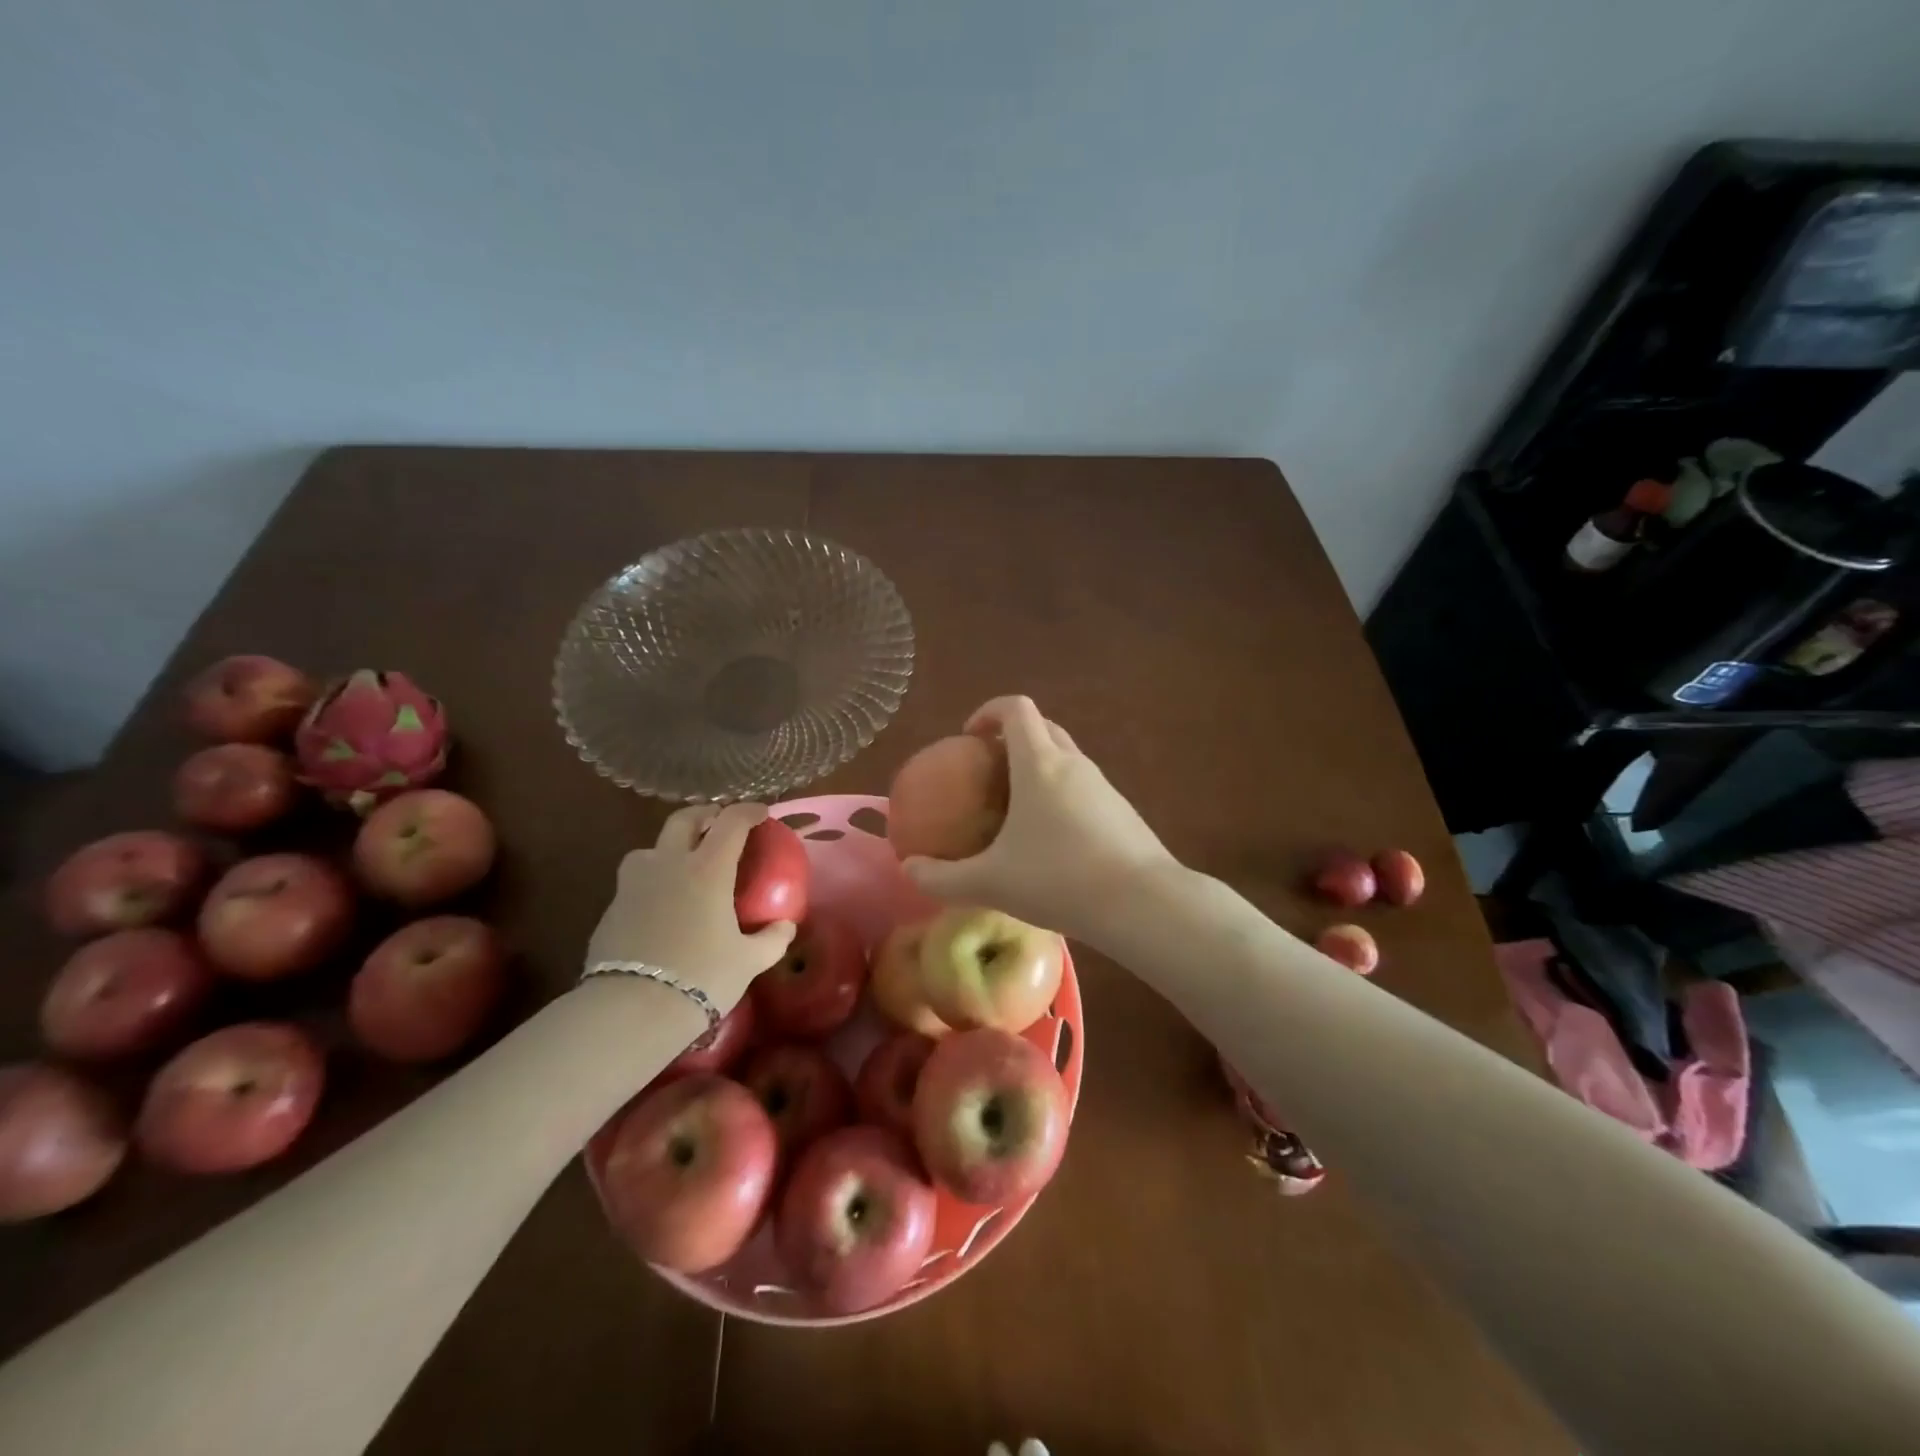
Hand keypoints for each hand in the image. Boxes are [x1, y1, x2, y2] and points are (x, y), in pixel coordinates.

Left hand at [584, 803, 796, 1011]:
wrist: (631, 1008)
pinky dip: (651, 881)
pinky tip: (660, 905)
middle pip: (684, 820)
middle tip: (718, 822)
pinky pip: (634, 882)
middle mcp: (669, 864)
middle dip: (704, 814)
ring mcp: (634, 884)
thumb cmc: (701, 976)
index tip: (760, 813)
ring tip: (682, 864)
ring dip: (669, 846)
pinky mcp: (612, 908)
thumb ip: (772, 939)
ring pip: (650, 848)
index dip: (748, 811)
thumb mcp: (749, 961)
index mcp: (708, 868)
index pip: (731, 822)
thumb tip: (785, 927)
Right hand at [902, 695, 1174, 941]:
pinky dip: (1062, 798)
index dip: (988, 711)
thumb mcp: (989, 883)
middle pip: (1043, 728)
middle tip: (988, 772)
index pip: (1016, 708)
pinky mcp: (1123, 812)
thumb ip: (942, 878)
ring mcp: (1104, 787)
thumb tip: (908, 870)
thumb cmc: (1059, 879)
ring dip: (1040, 769)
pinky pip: (1084, 789)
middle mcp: (1074, 764)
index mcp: (1040, 764)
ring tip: (1017, 811)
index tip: (969, 737)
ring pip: (1067, 759)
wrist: (1143, 904)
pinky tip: (1053, 843)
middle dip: (1013, 738)